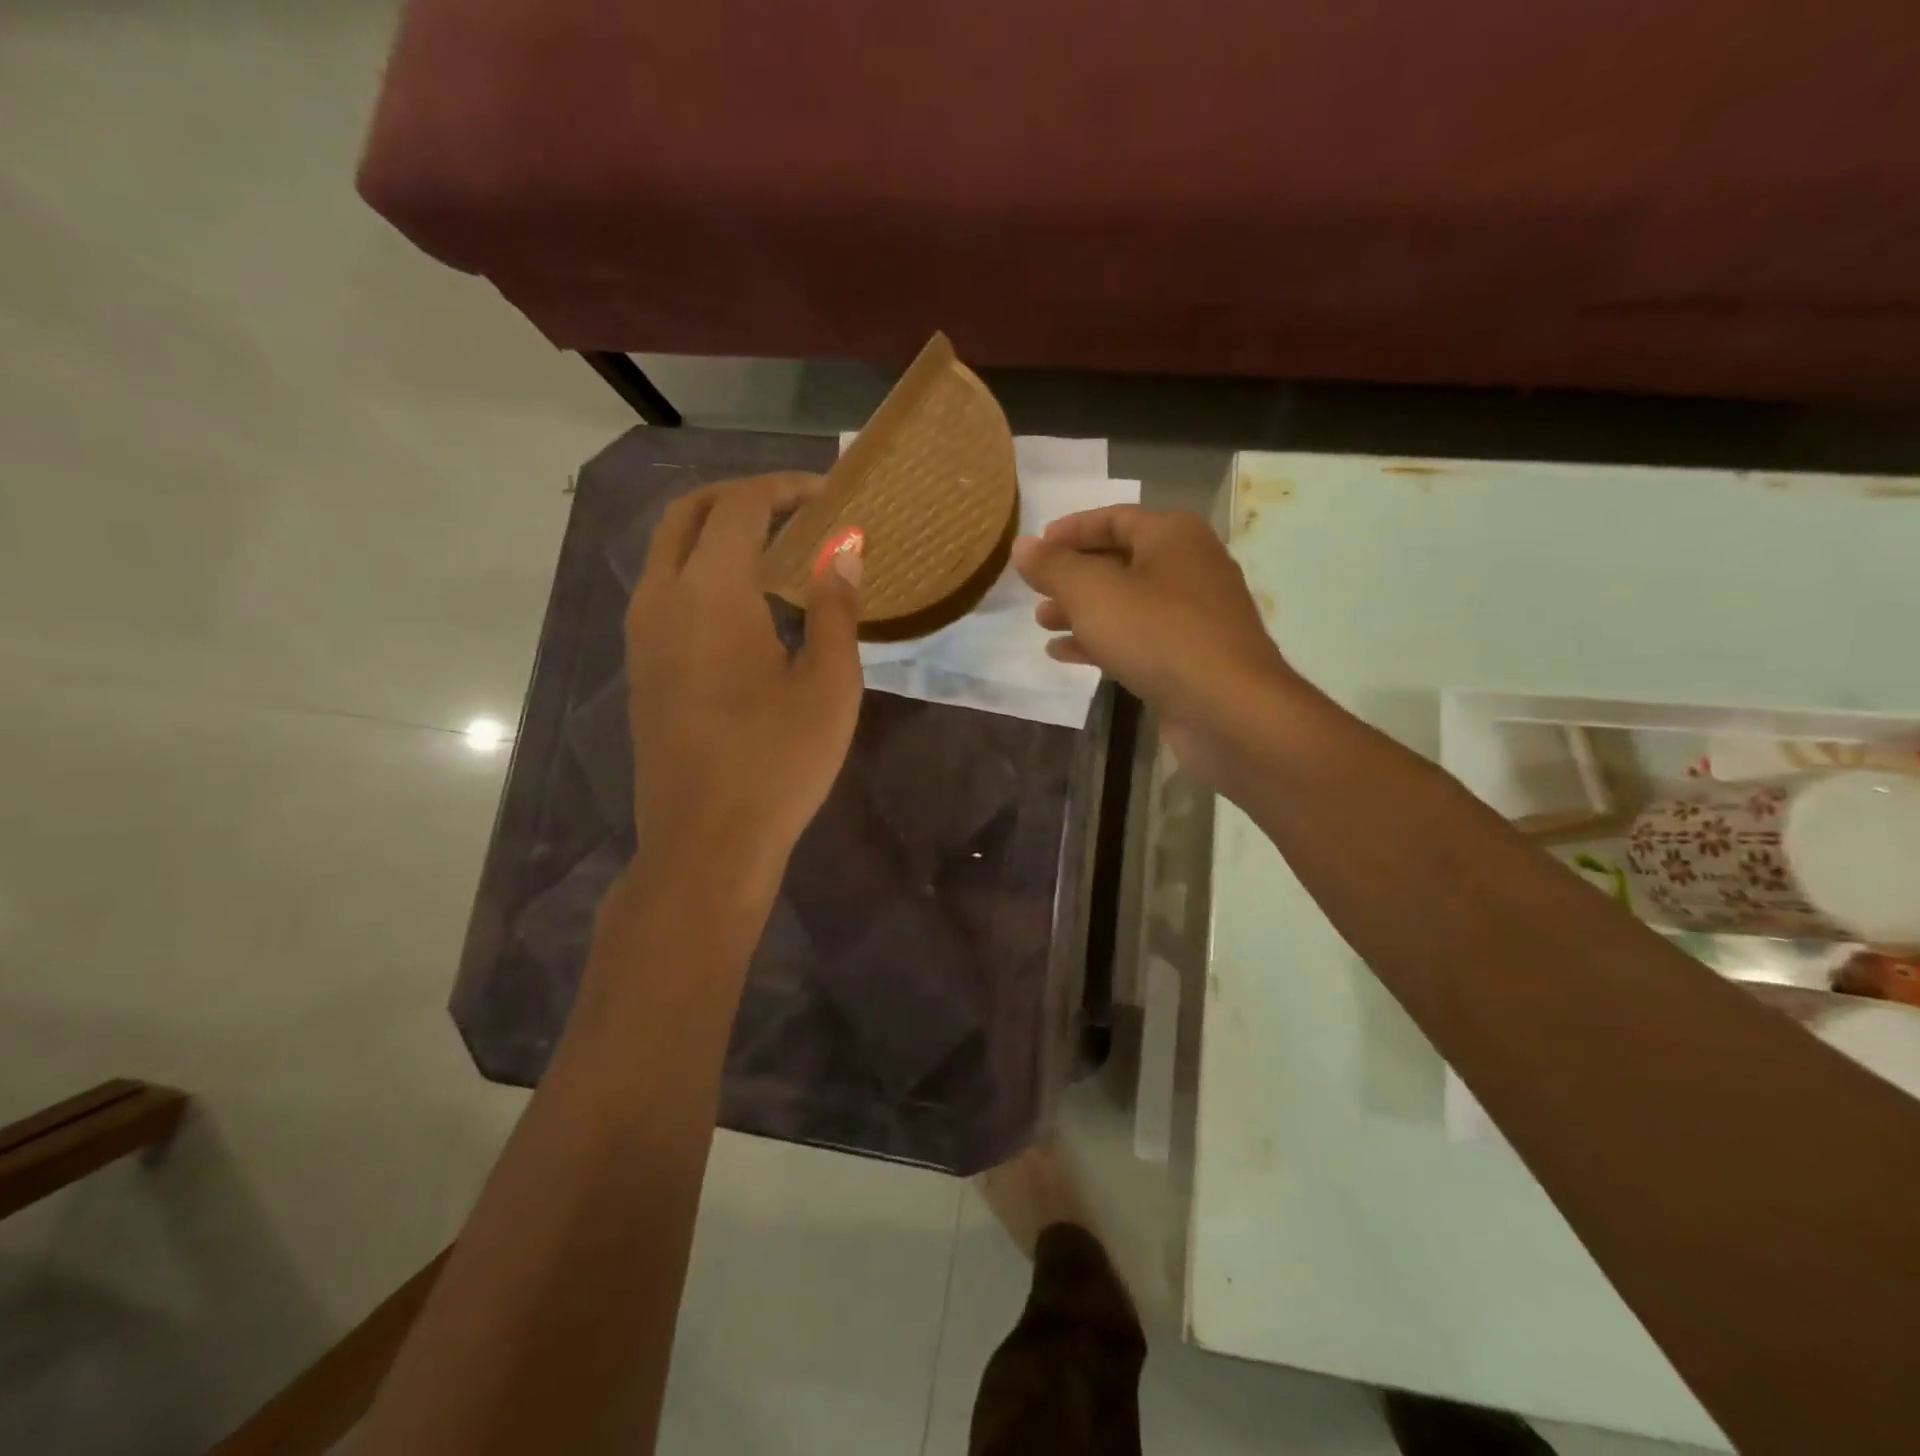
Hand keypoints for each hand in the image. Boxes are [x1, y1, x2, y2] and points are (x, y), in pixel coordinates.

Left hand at [625, 474, 863, 876]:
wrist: (706, 841)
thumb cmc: (778, 762)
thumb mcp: (829, 685)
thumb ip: (837, 608)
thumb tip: (845, 550)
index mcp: (710, 593)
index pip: (740, 507)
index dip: (783, 488)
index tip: (826, 495)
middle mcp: (662, 598)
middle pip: (689, 513)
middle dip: (741, 496)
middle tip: (794, 507)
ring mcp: (642, 634)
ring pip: (668, 550)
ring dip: (716, 532)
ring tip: (774, 550)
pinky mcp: (641, 666)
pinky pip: (664, 588)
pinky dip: (700, 569)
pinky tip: (744, 602)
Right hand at [1011, 506, 1295, 786]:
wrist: (1227, 708)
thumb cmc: (1158, 634)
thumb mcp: (1093, 593)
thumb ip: (1053, 567)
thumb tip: (1022, 546)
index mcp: (1173, 536)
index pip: (1114, 518)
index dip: (1070, 530)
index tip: (1034, 547)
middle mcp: (1189, 567)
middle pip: (1120, 561)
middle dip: (1073, 576)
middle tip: (1035, 591)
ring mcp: (1194, 615)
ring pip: (1127, 604)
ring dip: (1082, 611)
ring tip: (1042, 623)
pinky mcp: (1191, 656)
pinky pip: (1138, 638)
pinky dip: (1102, 641)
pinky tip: (1065, 655)